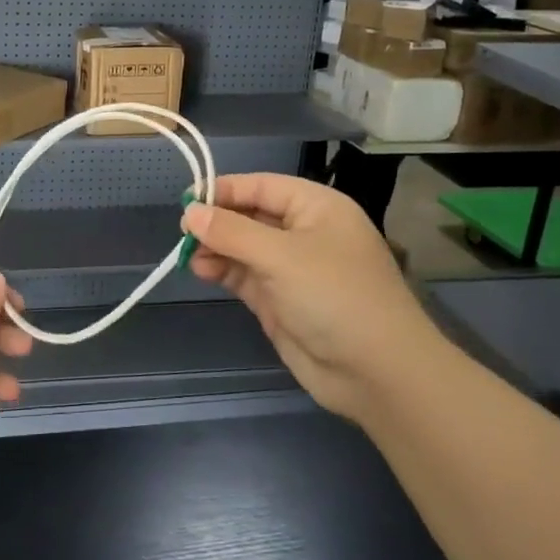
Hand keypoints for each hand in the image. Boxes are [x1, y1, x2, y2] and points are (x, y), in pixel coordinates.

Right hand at [182, 173, 442, 420]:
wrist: (377, 373)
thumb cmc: (335, 296)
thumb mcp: (281, 256)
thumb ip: (231, 232)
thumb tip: (191, 212)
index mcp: (316, 207)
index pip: (261, 186)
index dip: (223, 189)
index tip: (185, 200)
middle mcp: (305, 232)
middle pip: (250, 215)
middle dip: (217, 221)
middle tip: (182, 232)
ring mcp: (292, 269)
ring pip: (244, 247)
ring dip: (215, 248)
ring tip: (187, 255)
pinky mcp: (281, 301)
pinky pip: (245, 276)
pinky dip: (223, 271)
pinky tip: (201, 270)